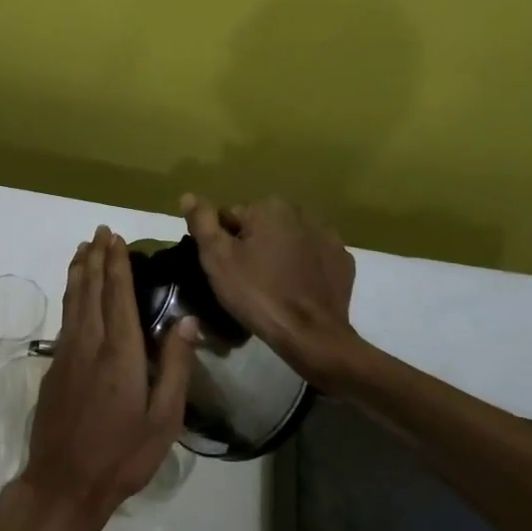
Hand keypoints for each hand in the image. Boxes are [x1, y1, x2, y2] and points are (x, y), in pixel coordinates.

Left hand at [19, 226, 193, 530]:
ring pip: (72, 301)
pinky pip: (65, 318)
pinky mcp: (54, 368)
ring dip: (78, 271)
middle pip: (90, 289)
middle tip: (99, 231)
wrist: (64, 483)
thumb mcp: (163, 419)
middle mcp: (89, 343)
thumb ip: (175, 367)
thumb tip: (186, 321)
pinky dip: (71, 296)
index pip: (118, 295)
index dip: (117, 264)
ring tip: (82, 249)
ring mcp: (67, 354)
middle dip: (95, 257)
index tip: (117, 238)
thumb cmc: (122, 455)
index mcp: (120, 353)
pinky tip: (74, 294)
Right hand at [181, 194, 357, 374]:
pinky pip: (313, 257)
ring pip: (288, 240)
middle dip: (251, 246)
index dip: (222, 243)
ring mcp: (328, 236)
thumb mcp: (217, 259)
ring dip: (278, 255)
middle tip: (245, 280)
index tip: (225, 269)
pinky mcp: (343, 260)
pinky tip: (295, 289)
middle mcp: (301, 212)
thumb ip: (202, 222)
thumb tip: (188, 196)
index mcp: (269, 207)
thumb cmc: (257, 294)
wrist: (312, 335)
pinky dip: (303, 267)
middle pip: (261, 226)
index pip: (230, 217)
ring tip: (271, 287)